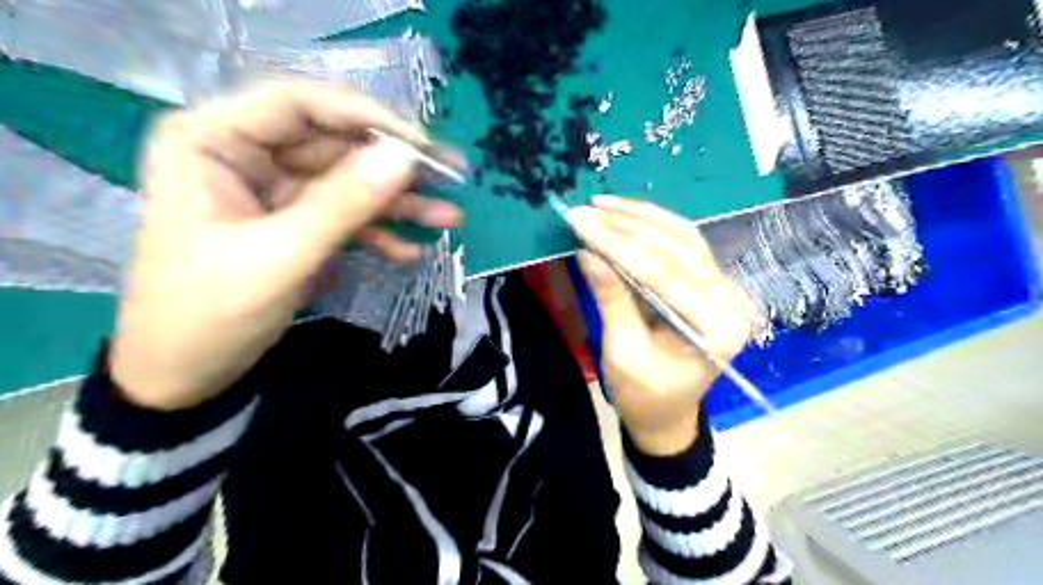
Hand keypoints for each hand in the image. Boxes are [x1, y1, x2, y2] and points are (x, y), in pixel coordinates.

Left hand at [107, 83, 459, 410]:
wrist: (183, 377)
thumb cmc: (209, 314)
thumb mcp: (281, 256)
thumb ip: (344, 204)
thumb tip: (407, 158)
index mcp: (214, 141)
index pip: (301, 105)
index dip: (367, 118)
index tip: (422, 146)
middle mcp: (245, 154)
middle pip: (334, 145)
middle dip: (394, 168)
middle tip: (451, 180)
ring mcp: (273, 191)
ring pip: (348, 182)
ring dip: (398, 203)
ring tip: (449, 218)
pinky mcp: (294, 222)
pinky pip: (344, 215)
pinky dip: (378, 233)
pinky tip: (410, 251)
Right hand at [569, 197, 759, 456]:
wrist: (668, 413)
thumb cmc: (644, 395)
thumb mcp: (621, 352)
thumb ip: (610, 298)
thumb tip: (587, 251)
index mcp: (714, 327)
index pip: (663, 271)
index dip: (618, 244)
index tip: (581, 223)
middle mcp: (729, 300)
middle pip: (676, 247)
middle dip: (626, 225)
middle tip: (586, 210)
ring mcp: (724, 288)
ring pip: (682, 237)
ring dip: (640, 217)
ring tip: (602, 204)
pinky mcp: (711, 282)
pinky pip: (684, 244)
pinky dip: (653, 225)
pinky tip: (626, 214)